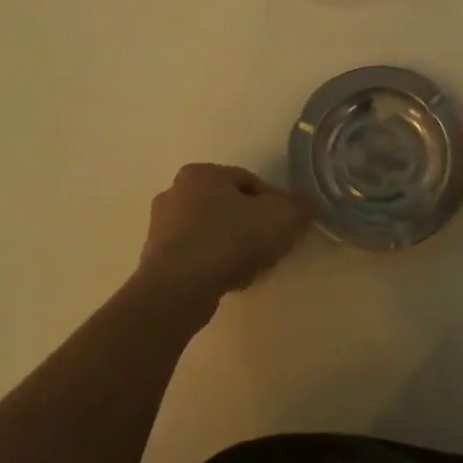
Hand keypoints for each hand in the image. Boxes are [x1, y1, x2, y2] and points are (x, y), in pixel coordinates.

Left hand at [139, 164, 310, 299]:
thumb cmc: (230, 240)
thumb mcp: (281, 217)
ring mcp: (161, 227)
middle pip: (229, 206)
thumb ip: (299, 206)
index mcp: (201, 173)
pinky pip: (197, 255)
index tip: (286, 226)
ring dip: (234, 246)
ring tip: (253, 267)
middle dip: (253, 225)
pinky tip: (230, 280)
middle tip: (271, 247)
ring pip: (213, 231)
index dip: (274, 203)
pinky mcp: (156, 259)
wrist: (179, 289)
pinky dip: (215, 264)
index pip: (249, 181)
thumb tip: (307, 203)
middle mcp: (175, 192)